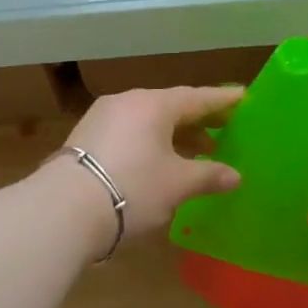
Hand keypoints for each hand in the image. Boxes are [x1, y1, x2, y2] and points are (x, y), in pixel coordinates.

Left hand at [62, 86, 241, 244]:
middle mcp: (127, 102)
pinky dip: (150, 143)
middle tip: (223, 129)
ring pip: (147, 121)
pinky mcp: (85, 139)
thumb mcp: (178, 185)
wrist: (64, 209)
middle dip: (198, 120)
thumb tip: (235, 176)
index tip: (243, 97)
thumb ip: (209, 176)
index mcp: (154, 104)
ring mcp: (101, 118)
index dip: (222, 100)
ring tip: (196, 153)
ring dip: (174, 135)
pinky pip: (128, 133)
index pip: (197, 97)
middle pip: (170, 107)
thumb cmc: (133, 188)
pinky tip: (159, 163)